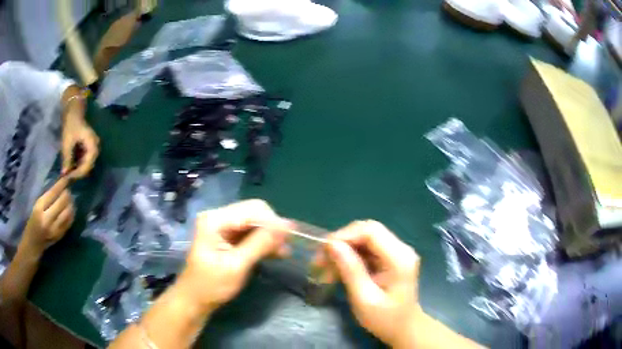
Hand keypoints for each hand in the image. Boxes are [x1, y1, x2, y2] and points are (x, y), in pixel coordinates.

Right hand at [22, 177, 74, 254]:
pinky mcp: (60, 236)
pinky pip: (69, 222)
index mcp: (39, 209)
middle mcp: (47, 220)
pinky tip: (70, 208)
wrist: (33, 243)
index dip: (61, 184)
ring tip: (69, 198)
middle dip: (66, 193)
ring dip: (70, 203)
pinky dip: (71, 213)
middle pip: (62, 202)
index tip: (66, 178)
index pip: (53, 193)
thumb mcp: (36, 206)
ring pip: (67, 212)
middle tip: (68, 188)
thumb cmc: (33, 221)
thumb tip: (60, 185)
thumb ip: (47, 197)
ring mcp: (55, 230)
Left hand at [61, 117, 98, 178]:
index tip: (68, 178)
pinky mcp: (88, 147)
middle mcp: (96, 148)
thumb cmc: (71, 124)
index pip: (87, 166)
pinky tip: (71, 166)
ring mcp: (92, 148)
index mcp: (93, 146)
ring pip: (86, 164)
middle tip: (68, 177)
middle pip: (88, 166)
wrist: (73, 111)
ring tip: (69, 173)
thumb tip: (64, 174)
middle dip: (78, 173)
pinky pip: (85, 159)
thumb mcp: (67, 142)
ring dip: (78, 169)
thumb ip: (67, 159)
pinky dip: (78, 164)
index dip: (78, 174)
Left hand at [177, 200, 291, 314]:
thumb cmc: (212, 285)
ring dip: (270, 236)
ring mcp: (222, 226)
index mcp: (215, 220)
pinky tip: (274, 253)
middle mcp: (218, 216)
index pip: (252, 209)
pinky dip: (263, 241)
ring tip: (283, 252)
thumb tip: (286, 227)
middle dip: (272, 228)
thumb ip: (260, 244)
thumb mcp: (236, 266)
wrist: (195, 299)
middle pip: (254, 212)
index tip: (290, 239)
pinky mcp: (227, 236)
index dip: (273, 222)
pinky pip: (250, 232)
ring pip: (255, 222)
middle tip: (285, 247)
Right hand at [319, 220, 420, 346]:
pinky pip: (367, 249)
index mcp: (399, 258)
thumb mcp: (364, 299)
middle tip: (320, 260)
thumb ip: (350, 270)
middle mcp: (401, 249)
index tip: (323, 250)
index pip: (371, 231)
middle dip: (342, 242)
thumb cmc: (385, 319)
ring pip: (365, 239)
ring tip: (324, 268)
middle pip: (367, 231)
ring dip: (343, 251)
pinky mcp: (390, 259)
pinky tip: (337, 271)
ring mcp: (397, 253)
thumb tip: (331, 244)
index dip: (345, 235)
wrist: (403, 329)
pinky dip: (350, 258)